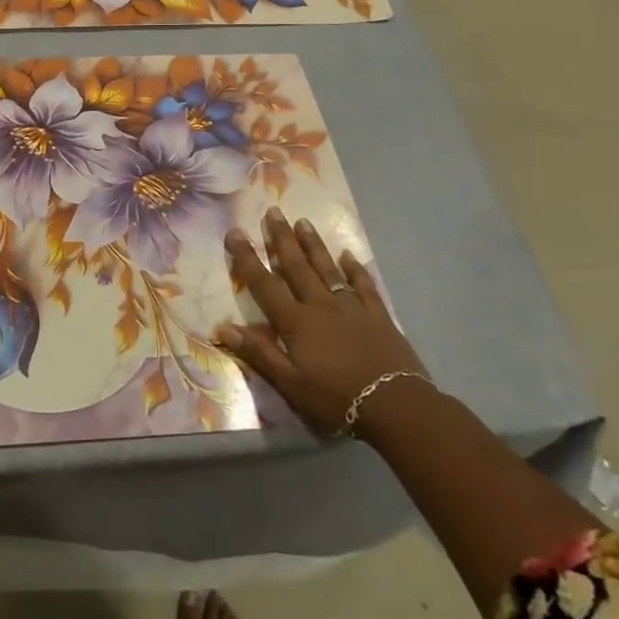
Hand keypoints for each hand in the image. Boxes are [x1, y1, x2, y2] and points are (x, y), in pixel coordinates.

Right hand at [218, 210, 428, 437]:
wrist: (396, 406)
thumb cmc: (336, 398)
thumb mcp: (290, 383)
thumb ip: (259, 353)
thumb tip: (223, 326)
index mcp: (296, 321)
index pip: (264, 283)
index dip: (247, 257)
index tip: (235, 232)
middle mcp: (320, 305)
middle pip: (296, 266)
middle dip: (282, 238)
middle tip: (273, 212)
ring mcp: (351, 307)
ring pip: (327, 268)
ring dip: (313, 245)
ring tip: (303, 222)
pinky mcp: (378, 315)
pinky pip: (364, 285)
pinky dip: (355, 268)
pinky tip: (348, 255)